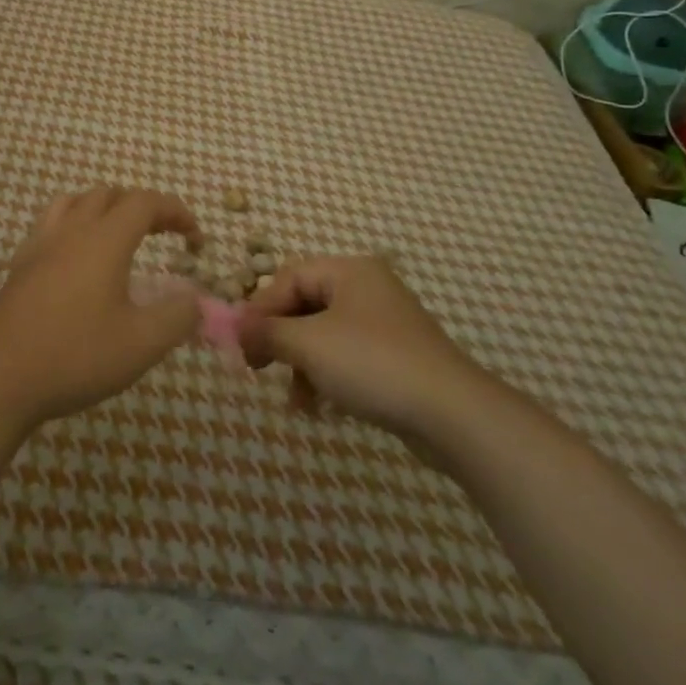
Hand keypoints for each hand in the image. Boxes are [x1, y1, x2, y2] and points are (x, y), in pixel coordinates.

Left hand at [0, 187, 204, 435]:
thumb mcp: (141, 344)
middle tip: (162, 234)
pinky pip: (51, 225)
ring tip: (119, 235)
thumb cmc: (75, 355)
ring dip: (104, 208)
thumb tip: (195, 299)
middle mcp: (72, 230)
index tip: (195, 238)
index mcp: (105, 239)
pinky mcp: (19, 265)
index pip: (146, 202)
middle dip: (142, 207)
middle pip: (109, 194)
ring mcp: (40, 245)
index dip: (176, 211)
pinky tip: (76, 259)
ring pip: (75, 202)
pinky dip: (74, 226)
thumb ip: (177, 317)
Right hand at [238, 255, 479, 440]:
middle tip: (257, 367)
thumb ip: (267, 332)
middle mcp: (366, 288)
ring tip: (296, 400)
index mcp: (348, 271)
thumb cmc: (373, 364)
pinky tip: (321, 408)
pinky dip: (327, 377)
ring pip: (323, 335)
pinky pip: (346, 357)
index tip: (240, 343)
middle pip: (305, 304)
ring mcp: (384, 323)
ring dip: (301, 365)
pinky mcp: (395, 357)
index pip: (288, 277)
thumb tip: (233, 327)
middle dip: (280, 339)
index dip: (260, 308)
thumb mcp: (309, 345)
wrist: (452, 414)